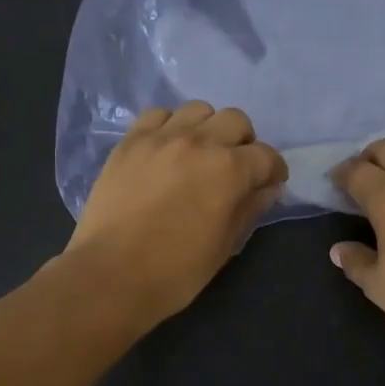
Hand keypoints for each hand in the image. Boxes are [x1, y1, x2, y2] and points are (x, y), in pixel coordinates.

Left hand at [65, 103, 287, 328]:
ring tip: (199, 154)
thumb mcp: (225, 246)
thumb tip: (267, 189)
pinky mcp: (130, 142)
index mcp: (229, 170)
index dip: (273, 171)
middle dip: (243, 142)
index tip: (268, 184)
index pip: (266, 156)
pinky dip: (169, 126)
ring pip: (197, 110)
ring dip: (207, 128)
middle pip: (235, 120)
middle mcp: (199, 142)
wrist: (111, 275)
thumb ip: (250, 209)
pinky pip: (157, 115)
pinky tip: (166, 150)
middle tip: (235, 168)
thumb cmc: (176, 271)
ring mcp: (160, 138)